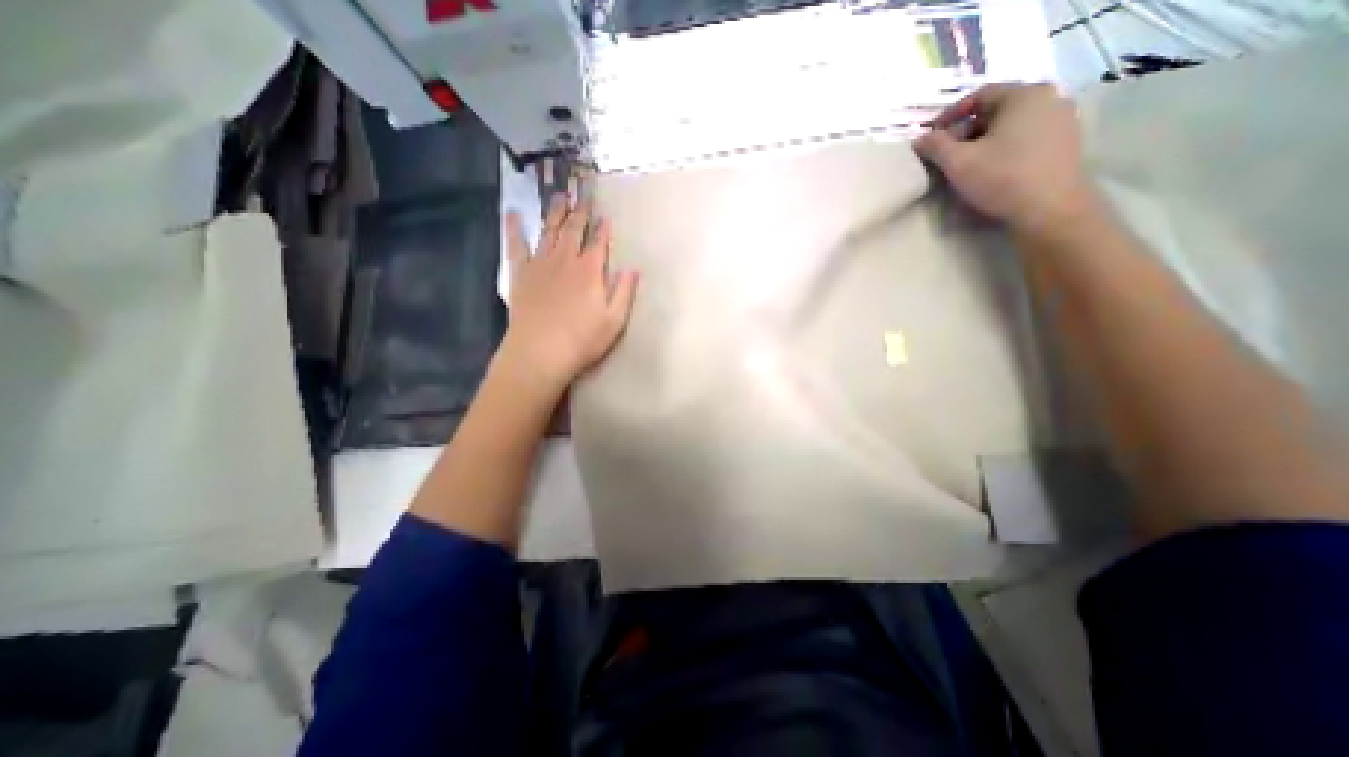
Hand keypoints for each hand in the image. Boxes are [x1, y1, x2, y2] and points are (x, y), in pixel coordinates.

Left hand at [503, 196, 639, 394]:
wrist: (541, 351)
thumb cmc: (582, 340)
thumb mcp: (615, 321)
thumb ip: (624, 292)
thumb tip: (633, 268)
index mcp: (590, 271)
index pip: (599, 243)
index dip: (603, 229)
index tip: (606, 217)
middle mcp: (566, 260)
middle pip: (574, 230)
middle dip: (580, 213)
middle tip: (582, 197)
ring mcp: (541, 264)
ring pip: (549, 231)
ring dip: (555, 212)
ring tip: (559, 196)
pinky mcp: (521, 273)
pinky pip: (516, 245)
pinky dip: (514, 228)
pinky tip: (513, 213)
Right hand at [910, 83, 1101, 233]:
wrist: (1048, 208)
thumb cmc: (1001, 177)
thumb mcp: (957, 162)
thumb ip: (935, 146)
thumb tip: (920, 139)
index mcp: (1025, 94)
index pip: (979, 95)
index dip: (950, 115)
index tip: (931, 136)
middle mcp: (1050, 98)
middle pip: (996, 109)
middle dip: (966, 130)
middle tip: (946, 153)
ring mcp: (1062, 120)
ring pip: (1011, 125)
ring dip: (984, 141)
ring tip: (965, 164)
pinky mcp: (1065, 143)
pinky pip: (1026, 138)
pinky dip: (1003, 148)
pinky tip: (990, 170)